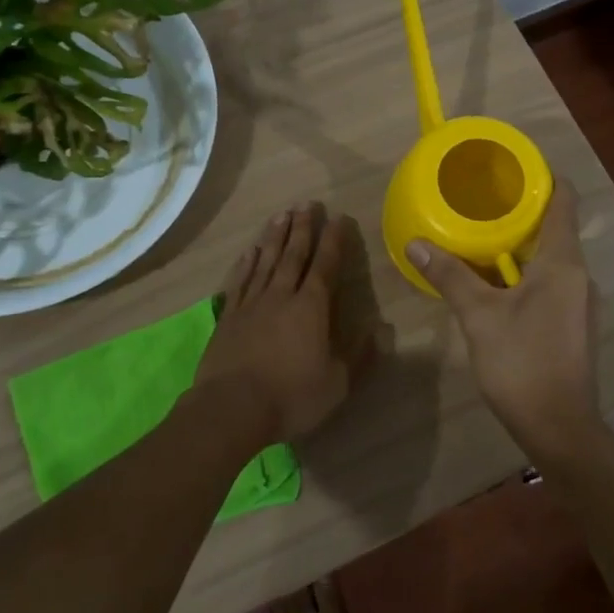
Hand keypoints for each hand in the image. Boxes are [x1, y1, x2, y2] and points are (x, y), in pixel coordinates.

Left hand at [196, 202, 365, 444]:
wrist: (231, 408)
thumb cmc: (291, 396)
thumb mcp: (337, 384)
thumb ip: (360, 356)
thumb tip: (384, 330)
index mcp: (311, 307)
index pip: (326, 265)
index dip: (334, 241)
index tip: (339, 218)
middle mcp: (282, 295)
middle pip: (294, 254)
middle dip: (303, 227)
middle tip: (308, 204)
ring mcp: (251, 303)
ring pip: (266, 260)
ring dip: (275, 236)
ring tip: (282, 214)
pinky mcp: (229, 316)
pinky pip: (240, 280)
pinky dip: (247, 262)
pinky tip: (251, 250)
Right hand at [407, 182, 600, 454]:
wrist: (559, 427)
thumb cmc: (522, 363)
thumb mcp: (480, 316)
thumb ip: (450, 276)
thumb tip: (417, 243)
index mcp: (563, 263)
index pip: (564, 201)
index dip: (543, 177)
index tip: (512, 167)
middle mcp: (579, 275)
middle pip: (555, 227)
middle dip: (521, 211)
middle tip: (482, 199)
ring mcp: (578, 301)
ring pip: (551, 257)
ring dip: (520, 244)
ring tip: (482, 235)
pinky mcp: (572, 323)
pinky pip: (550, 281)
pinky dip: (524, 271)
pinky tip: (495, 281)